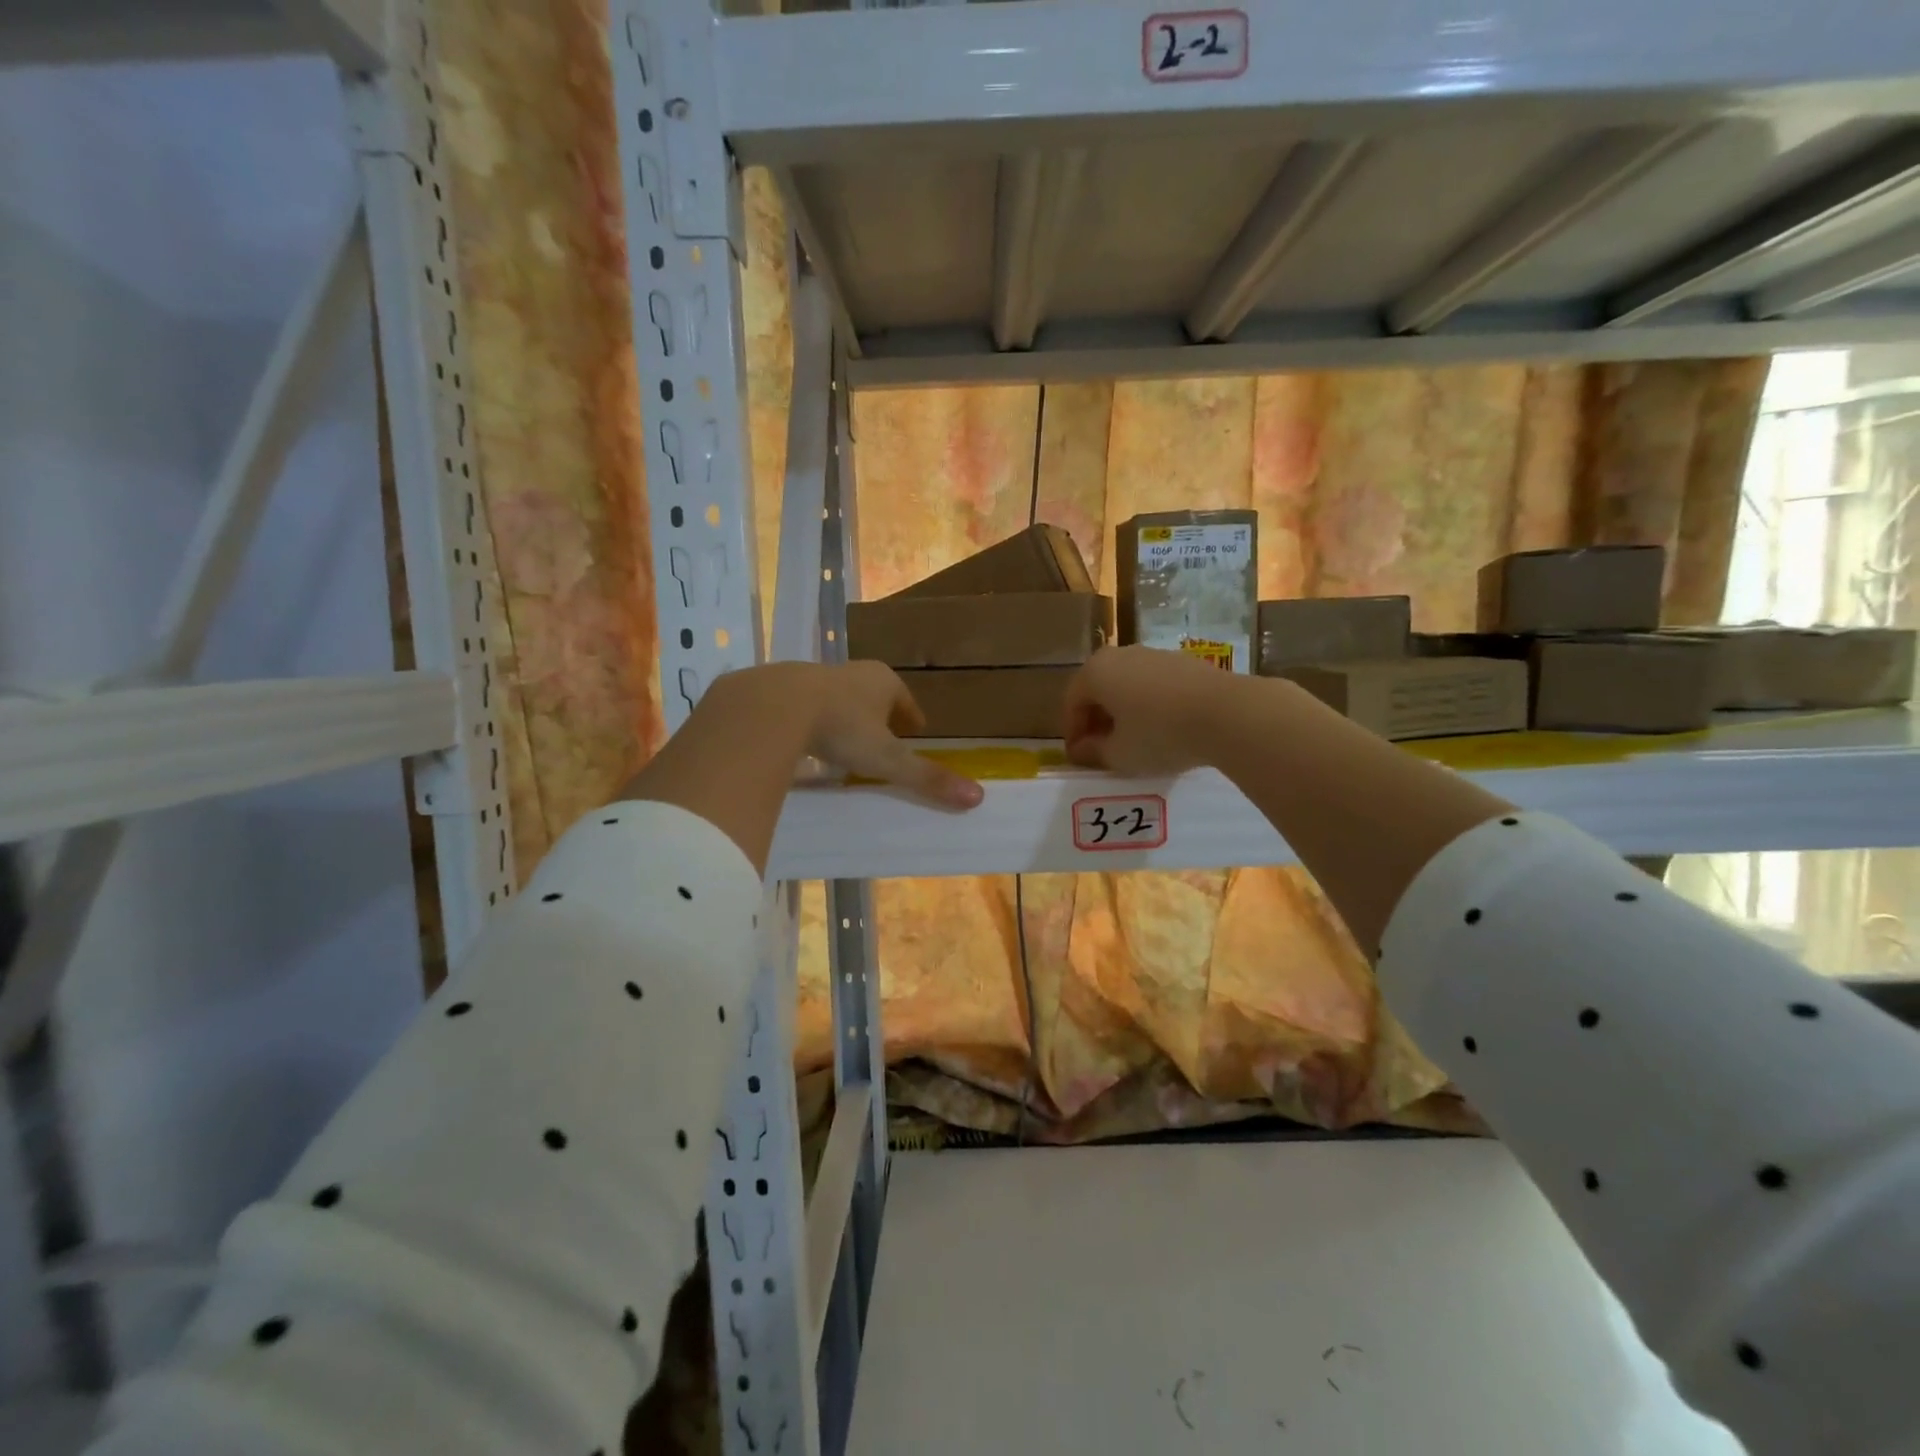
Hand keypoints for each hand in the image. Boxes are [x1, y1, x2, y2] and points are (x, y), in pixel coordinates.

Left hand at [731, 661, 982, 808]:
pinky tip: (807, 740)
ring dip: (846, 717)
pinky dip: (813, 721)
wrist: (773, 706)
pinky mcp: (781, 688)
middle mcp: (851, 672)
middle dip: (880, 715)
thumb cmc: (841, 728)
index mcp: (882, 681)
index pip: (905, 700)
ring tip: (846, 743)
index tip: (915, 731)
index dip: (912, 717)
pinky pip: (806, 706)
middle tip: (884, 738)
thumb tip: (977, 797)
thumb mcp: (887, 759)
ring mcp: (814, 677)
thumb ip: (927, 778)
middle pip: (873, 696)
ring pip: (839, 698)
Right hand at [1062, 646, 1237, 775]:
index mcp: (1095, 672)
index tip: (1079, 757)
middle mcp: (1121, 655)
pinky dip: (1150, 706)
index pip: (1071, 703)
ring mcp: (1155, 655)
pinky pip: (1155, 686)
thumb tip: (1083, 749)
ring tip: (1135, 742)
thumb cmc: (1159, 734)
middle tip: (1102, 749)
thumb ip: (1094, 752)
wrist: (1227, 713)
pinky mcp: (1184, 662)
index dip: (1072, 733)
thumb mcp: (1119, 755)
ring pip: (1128, 685)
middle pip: (1099, 689)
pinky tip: (1163, 730)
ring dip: (1124, 712)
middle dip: (1097, 720)